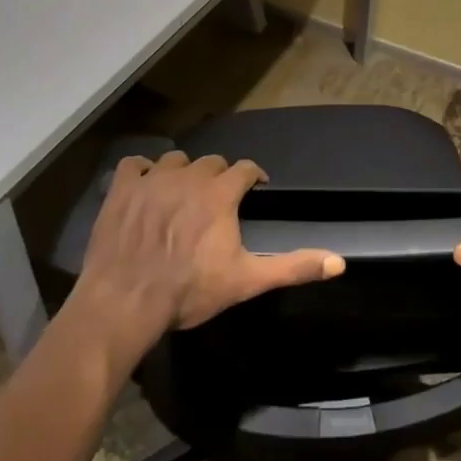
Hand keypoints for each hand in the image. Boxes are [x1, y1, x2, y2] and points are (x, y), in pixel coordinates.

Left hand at [73, 151, 345, 349]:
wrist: (126, 301)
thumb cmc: (189, 290)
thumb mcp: (247, 281)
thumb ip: (293, 267)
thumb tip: (339, 262)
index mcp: (220, 193)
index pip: (245, 168)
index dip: (253, 177)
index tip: (255, 189)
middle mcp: (189, 176)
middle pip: (212, 162)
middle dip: (220, 175)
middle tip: (218, 199)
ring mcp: (152, 180)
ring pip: (175, 160)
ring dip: (184, 171)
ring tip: (183, 192)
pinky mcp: (122, 189)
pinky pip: (134, 164)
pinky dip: (143, 171)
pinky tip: (145, 185)